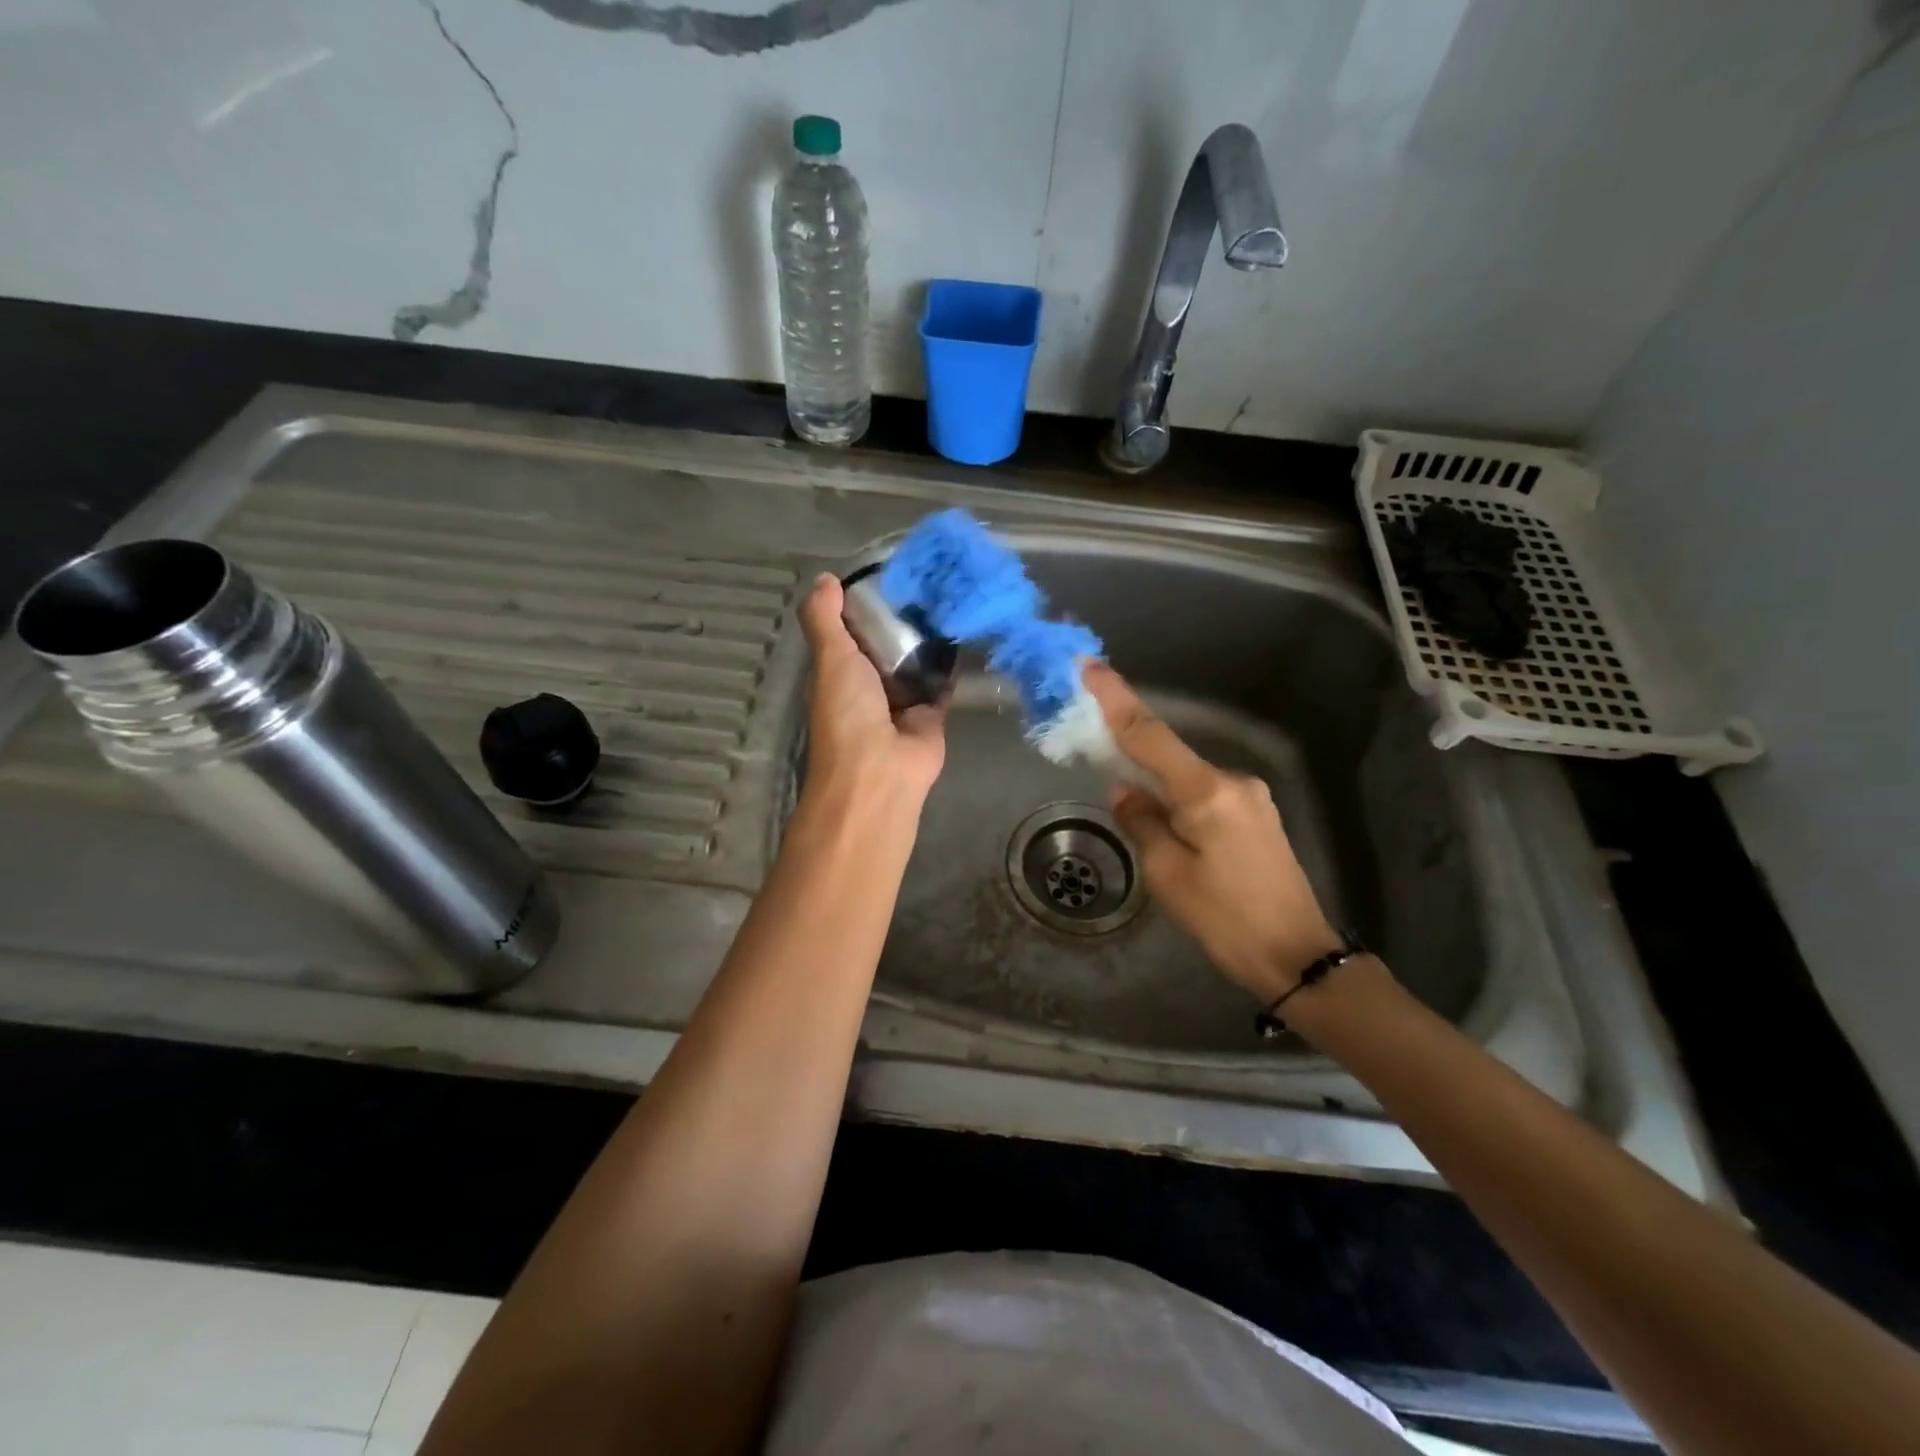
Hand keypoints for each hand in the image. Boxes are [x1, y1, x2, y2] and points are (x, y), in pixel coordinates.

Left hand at [797, 574, 946, 808]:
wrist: (882, 770)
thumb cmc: (848, 713)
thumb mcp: (830, 658)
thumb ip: (825, 619)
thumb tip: (825, 578)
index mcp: (839, 672)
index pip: (850, 630)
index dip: (863, 603)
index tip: (887, 571)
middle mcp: (869, 685)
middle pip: (887, 644)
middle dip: (902, 617)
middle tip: (928, 577)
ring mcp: (902, 700)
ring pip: (916, 660)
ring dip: (929, 637)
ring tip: (950, 595)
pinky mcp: (932, 712)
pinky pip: (943, 681)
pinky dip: (952, 662)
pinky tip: (965, 630)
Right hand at [1082, 663, 1339, 1003]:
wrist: (1297, 956)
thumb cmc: (1225, 919)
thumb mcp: (1168, 874)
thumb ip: (1142, 822)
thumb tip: (1124, 790)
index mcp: (1207, 791)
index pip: (1150, 735)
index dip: (1116, 700)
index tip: (1090, 667)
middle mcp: (1233, 781)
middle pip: (1169, 756)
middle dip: (1132, 753)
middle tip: (1097, 756)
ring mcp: (1251, 797)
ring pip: (1187, 780)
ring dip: (1157, 787)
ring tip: (1139, 823)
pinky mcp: (1258, 817)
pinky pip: (1205, 796)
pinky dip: (1179, 801)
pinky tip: (1170, 830)